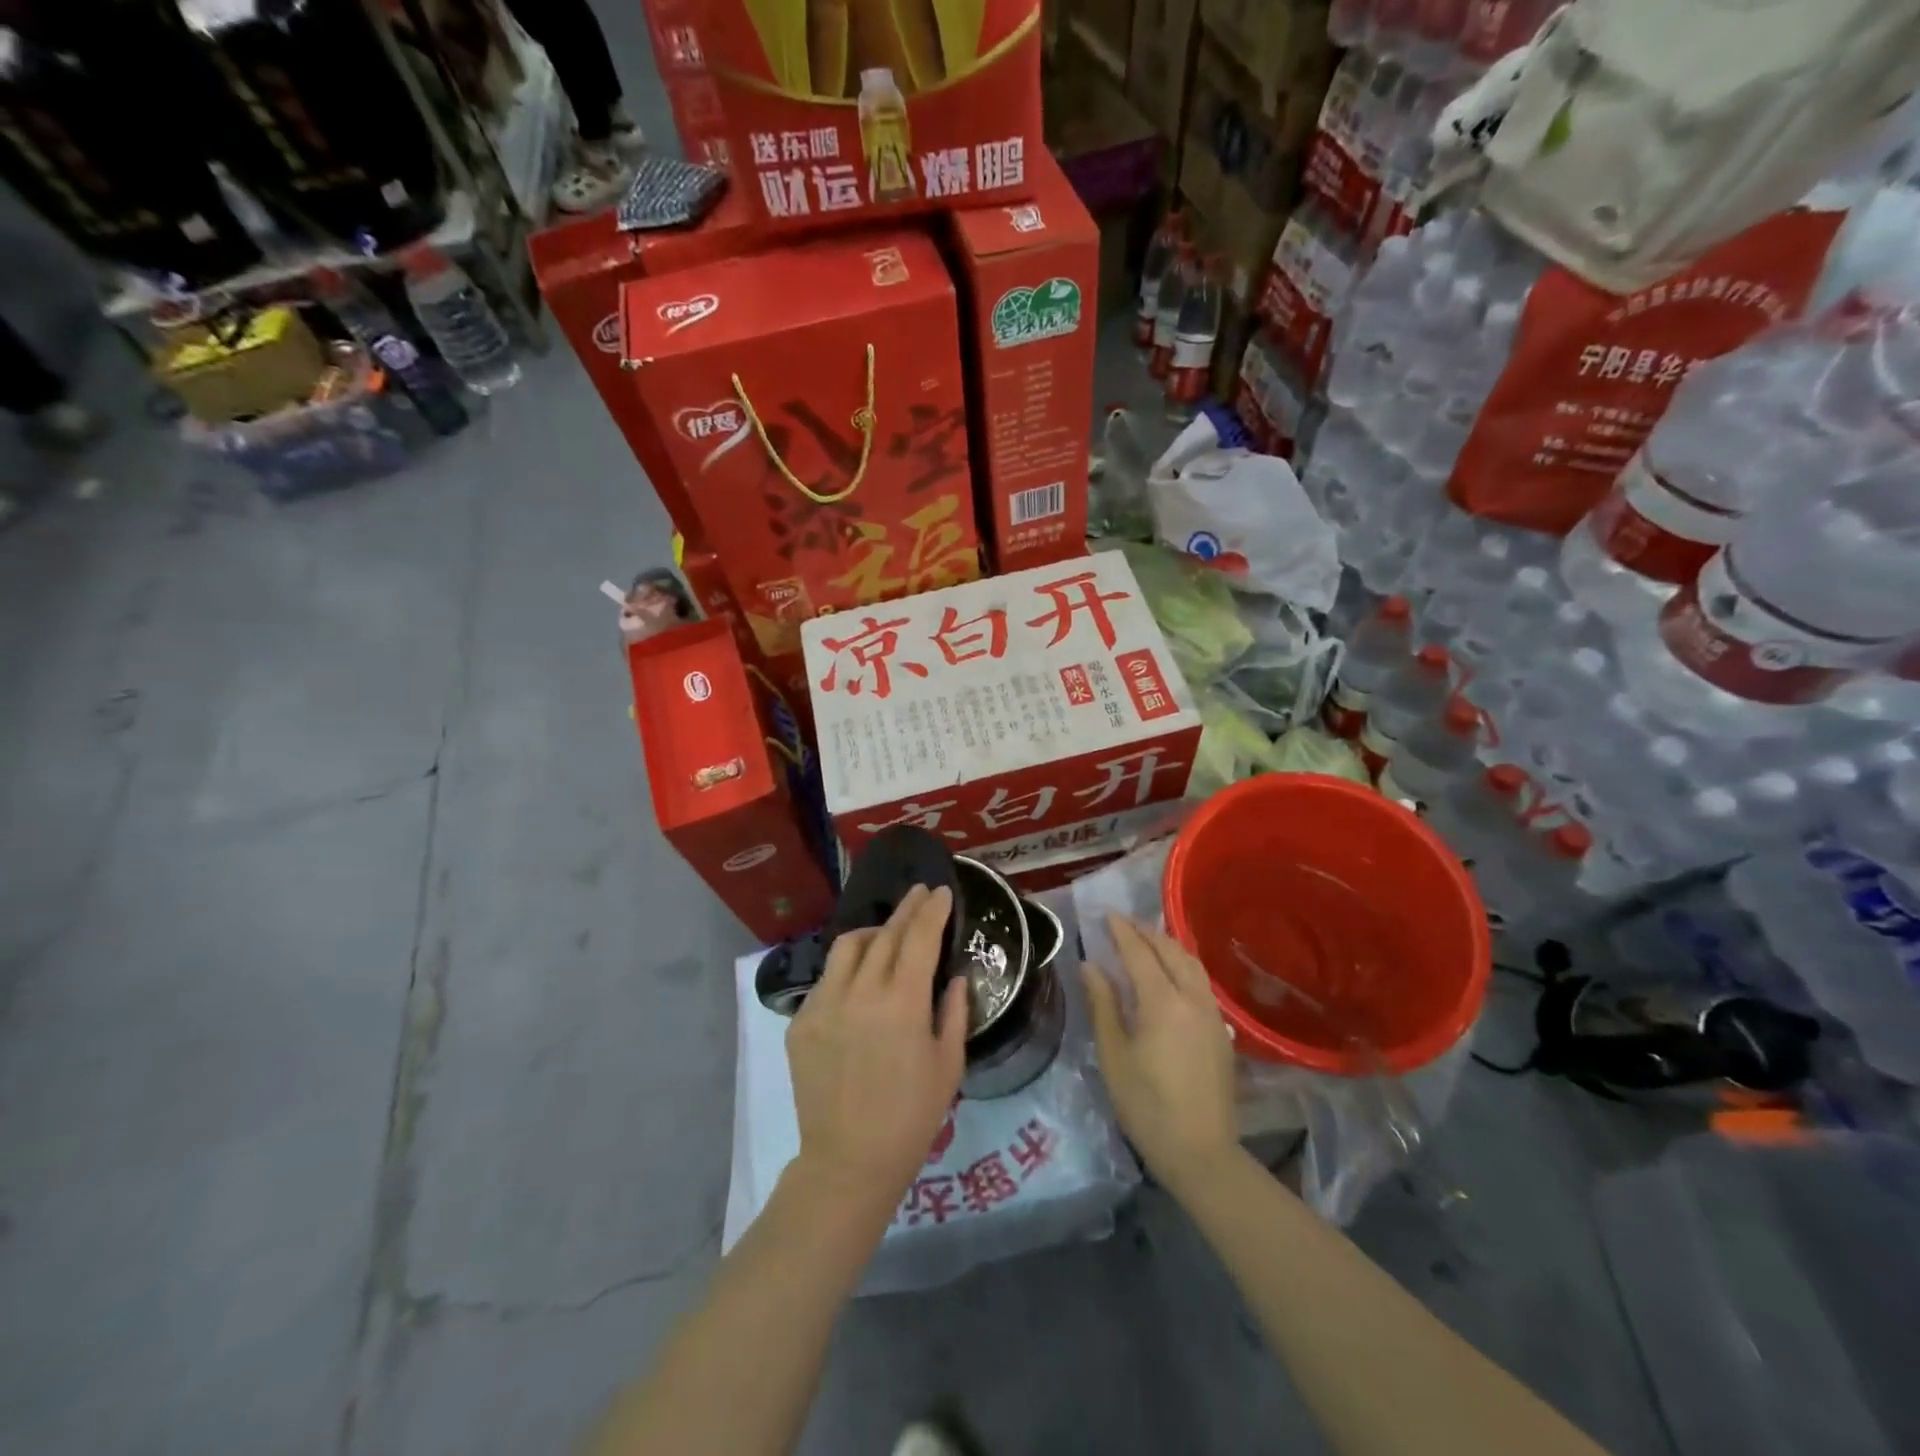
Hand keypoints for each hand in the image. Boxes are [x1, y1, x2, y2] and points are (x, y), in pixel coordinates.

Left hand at [785, 884, 968, 1220]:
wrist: (849, 1160)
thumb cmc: (912, 1116)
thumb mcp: (949, 1065)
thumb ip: (953, 1012)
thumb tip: (954, 977)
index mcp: (903, 1003)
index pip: (920, 938)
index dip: (932, 911)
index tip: (940, 892)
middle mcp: (861, 992)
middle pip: (886, 934)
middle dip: (906, 909)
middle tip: (919, 893)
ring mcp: (825, 1004)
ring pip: (848, 947)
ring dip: (873, 932)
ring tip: (887, 934)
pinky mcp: (801, 1022)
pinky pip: (827, 979)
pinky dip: (847, 969)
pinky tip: (858, 981)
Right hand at [1083, 915, 1240, 1197]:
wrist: (1201, 1152)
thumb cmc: (1146, 1105)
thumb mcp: (1114, 1054)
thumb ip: (1103, 1004)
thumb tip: (1090, 965)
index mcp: (1163, 1002)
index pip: (1140, 953)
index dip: (1122, 931)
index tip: (1107, 915)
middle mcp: (1192, 999)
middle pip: (1172, 951)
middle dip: (1147, 932)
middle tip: (1124, 924)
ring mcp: (1212, 1015)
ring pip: (1192, 965)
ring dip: (1169, 946)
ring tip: (1148, 941)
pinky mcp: (1222, 1032)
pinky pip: (1202, 983)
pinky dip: (1183, 966)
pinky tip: (1171, 975)